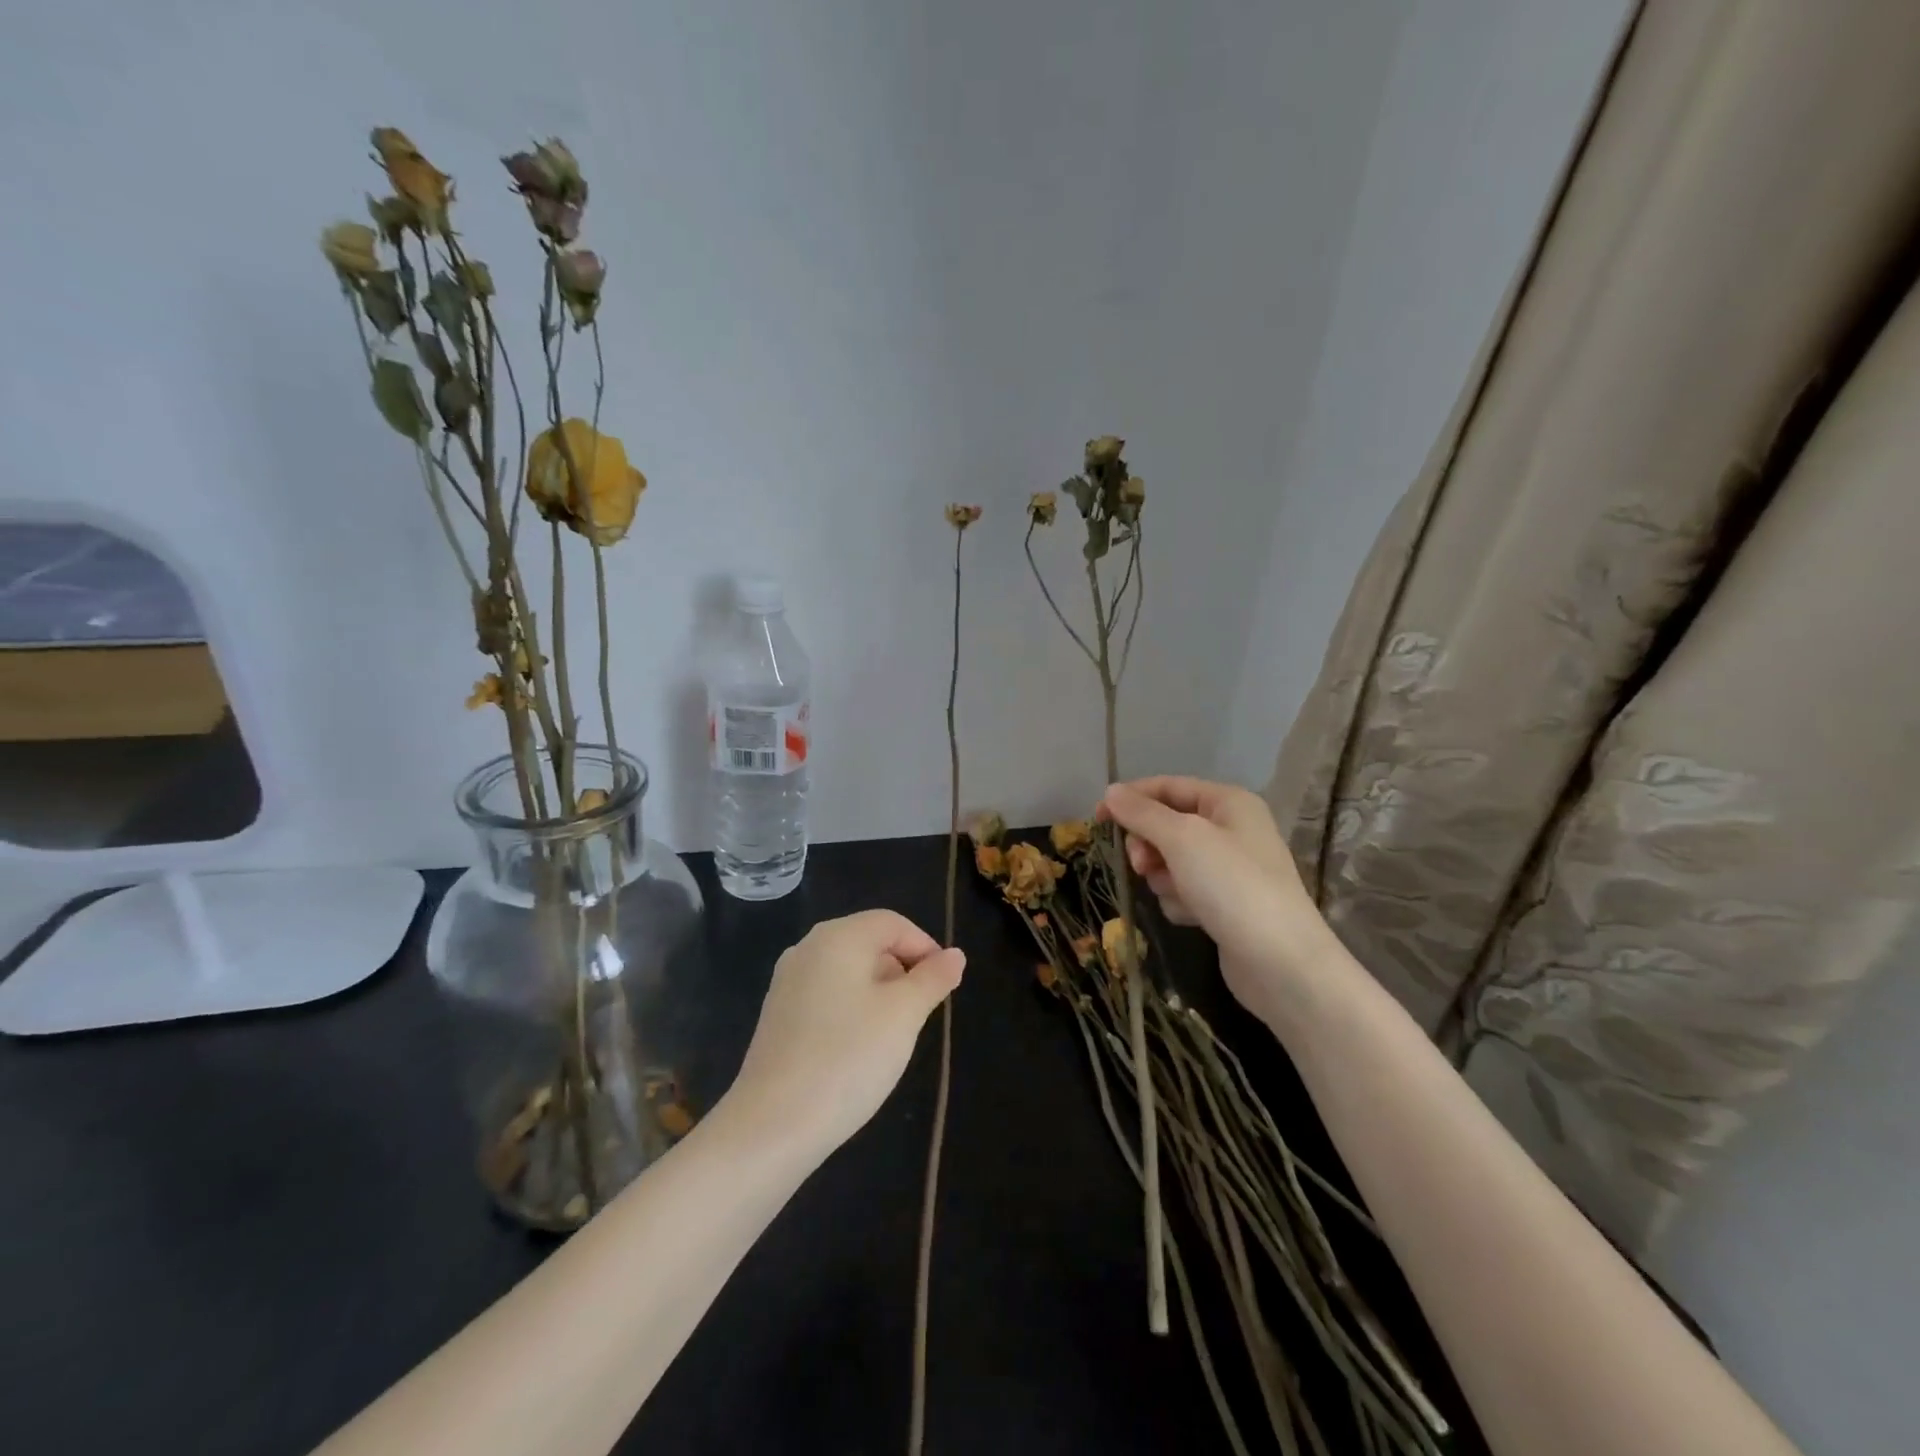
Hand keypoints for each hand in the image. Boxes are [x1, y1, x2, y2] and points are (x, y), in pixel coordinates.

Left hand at [724, 910, 963, 1154]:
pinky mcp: (778, 1015)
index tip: (944, 987)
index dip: (925, 948)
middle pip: (869, 943)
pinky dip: (851, 1010)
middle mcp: (808, 948)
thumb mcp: (904, 1015)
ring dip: (879, 993)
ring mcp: (787, 982)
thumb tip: (954, 955)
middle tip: (920, 1015)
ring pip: (848, 972)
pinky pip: (827, 996)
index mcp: (838, 936)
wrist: (773, 1125)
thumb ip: (933, 979)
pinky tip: (857, 1049)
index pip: (893, 923)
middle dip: (902, 971)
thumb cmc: (849, 1057)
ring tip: (892, 1036)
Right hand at [1099, 777, 1336, 1025]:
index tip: (1097, 818)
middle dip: (1148, 845)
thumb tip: (1111, 791)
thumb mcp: (1181, 839)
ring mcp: (1230, 869)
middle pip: (1167, 825)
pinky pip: (1184, 890)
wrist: (1281, 962)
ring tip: (1178, 894)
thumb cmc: (1231, 886)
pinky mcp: (1225, 904)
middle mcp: (1232, 829)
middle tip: (1141, 864)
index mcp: (1228, 802)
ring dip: (1163, 877)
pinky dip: (1179, 900)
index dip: (1131, 798)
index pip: (1167, 787)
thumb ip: (1142, 813)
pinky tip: (1192, 916)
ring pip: (1170, 860)